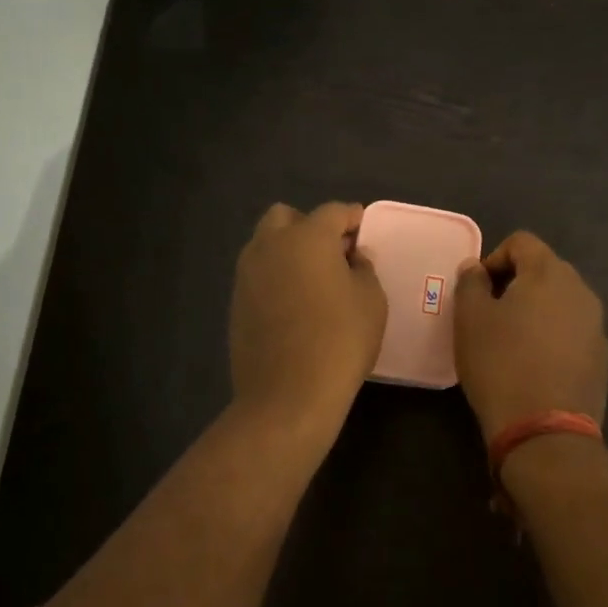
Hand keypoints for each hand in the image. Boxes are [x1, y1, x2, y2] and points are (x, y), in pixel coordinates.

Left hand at [230, 202, 387, 428]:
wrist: (288, 395)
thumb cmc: (340, 341)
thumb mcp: (371, 301)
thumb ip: (364, 269)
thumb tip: (351, 258)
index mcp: (307, 237)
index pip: (332, 211)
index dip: (351, 217)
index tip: (363, 229)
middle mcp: (270, 246)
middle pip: (286, 217)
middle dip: (309, 226)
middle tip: (333, 252)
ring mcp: (247, 274)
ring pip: (266, 245)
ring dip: (288, 250)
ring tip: (313, 279)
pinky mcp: (236, 302)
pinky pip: (258, 275)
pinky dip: (276, 277)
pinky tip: (294, 303)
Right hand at [453, 231, 607, 443]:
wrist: (545, 430)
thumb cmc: (500, 364)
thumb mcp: (470, 320)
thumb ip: (471, 283)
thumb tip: (476, 267)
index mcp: (549, 273)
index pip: (522, 242)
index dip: (493, 258)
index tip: (477, 290)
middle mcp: (581, 290)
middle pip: (544, 269)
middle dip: (515, 283)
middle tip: (489, 314)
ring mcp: (596, 325)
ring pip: (559, 301)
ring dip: (534, 310)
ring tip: (509, 340)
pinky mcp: (600, 356)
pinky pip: (570, 330)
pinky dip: (550, 335)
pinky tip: (532, 364)